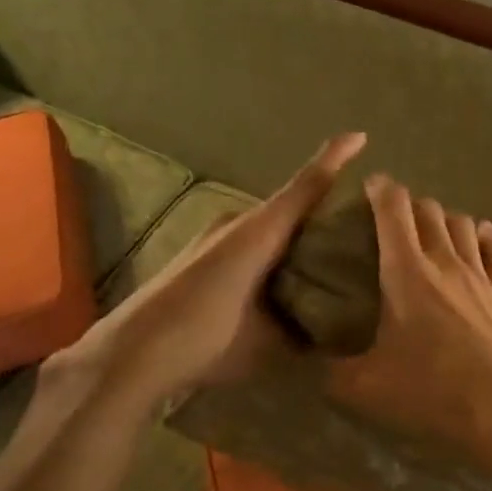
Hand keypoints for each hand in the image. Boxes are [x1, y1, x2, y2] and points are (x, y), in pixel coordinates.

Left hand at [48, 132, 366, 402]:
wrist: (131, 354)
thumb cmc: (205, 338)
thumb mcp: (266, 343)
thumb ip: (303, 335)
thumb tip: (331, 338)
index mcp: (260, 233)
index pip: (305, 188)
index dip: (334, 160)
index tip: (360, 136)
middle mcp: (238, 223)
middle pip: (290, 205)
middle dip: (322, 208)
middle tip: (359, 227)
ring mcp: (214, 236)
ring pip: (269, 225)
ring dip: (295, 234)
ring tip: (326, 257)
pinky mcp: (200, 253)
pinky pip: (250, 240)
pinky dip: (272, 250)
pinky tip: (281, 279)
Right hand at [328, 176, 491, 469]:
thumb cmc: (431, 391)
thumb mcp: (365, 387)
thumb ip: (330, 370)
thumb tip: (305, 362)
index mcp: (407, 272)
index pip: (394, 210)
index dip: (380, 189)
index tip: (370, 185)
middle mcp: (446, 261)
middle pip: (430, 211)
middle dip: (410, 204)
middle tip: (394, 217)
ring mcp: (481, 275)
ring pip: (464, 225)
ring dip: (445, 219)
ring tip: (432, 229)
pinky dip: (485, 236)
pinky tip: (480, 237)